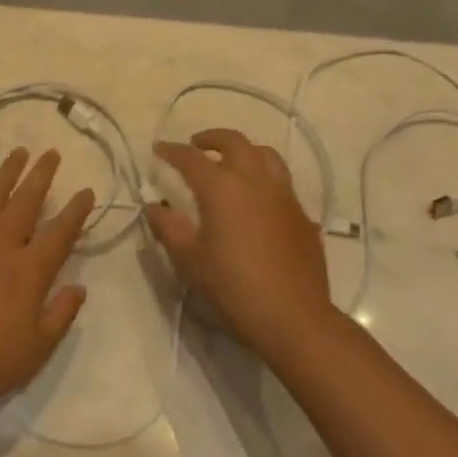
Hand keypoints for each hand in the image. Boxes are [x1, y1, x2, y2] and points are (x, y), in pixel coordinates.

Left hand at [0, 148, 92, 423]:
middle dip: (42, 174)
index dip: (77, 210)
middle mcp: (0, 243)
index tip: (86, 191)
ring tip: (18, 152)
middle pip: (26, 200)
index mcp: (29, 269)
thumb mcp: (37, 349)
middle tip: (52, 152)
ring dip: (6, 172)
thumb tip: (79, 287)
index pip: (61, 231)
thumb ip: (61, 314)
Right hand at [148, 130, 334, 364]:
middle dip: (212, 138)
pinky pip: (282, 183)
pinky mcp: (302, 216)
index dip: (172, 150)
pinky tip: (257, 200)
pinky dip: (264, 179)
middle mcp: (254, 181)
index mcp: (222, 187)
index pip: (191, 158)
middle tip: (196, 146)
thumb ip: (168, 228)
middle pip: (234, 142)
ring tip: (231, 163)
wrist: (294, 318)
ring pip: (265, 155)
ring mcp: (283, 196)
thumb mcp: (189, 260)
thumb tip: (155, 207)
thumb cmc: (234, 287)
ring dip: (244, 151)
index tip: (159, 149)